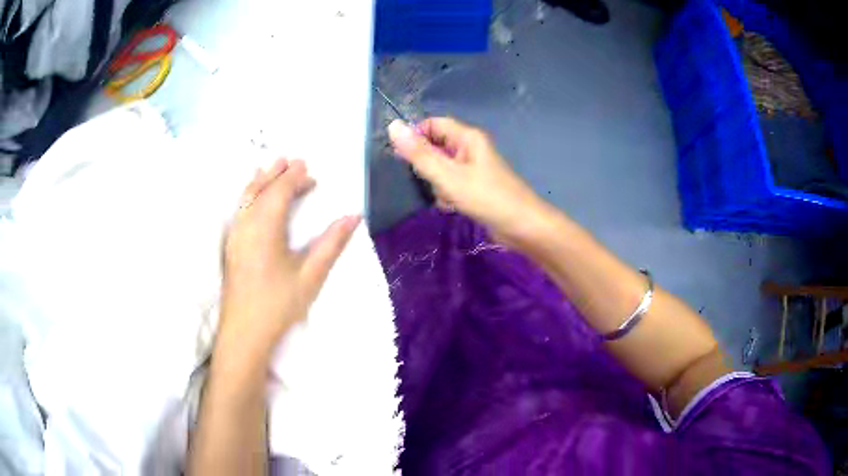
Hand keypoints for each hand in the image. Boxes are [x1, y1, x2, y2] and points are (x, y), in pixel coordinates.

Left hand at [217, 158, 359, 364]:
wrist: (244, 333)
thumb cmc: (278, 305)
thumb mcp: (311, 276)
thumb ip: (332, 243)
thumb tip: (354, 216)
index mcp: (265, 227)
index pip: (280, 191)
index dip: (295, 178)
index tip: (311, 172)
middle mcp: (246, 224)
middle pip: (261, 188)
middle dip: (278, 172)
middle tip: (295, 162)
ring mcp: (235, 234)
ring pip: (246, 196)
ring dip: (262, 180)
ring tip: (273, 168)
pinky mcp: (231, 245)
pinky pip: (240, 208)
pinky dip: (251, 193)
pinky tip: (256, 197)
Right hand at [388, 117, 550, 247]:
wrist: (522, 227)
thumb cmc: (487, 197)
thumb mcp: (448, 175)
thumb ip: (419, 154)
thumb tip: (393, 126)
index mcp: (467, 137)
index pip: (433, 124)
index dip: (416, 136)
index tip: (402, 157)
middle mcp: (470, 149)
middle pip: (435, 148)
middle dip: (428, 167)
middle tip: (432, 182)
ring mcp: (473, 169)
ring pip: (441, 170)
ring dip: (438, 185)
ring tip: (449, 198)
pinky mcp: (474, 188)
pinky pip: (451, 186)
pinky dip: (448, 196)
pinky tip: (455, 208)